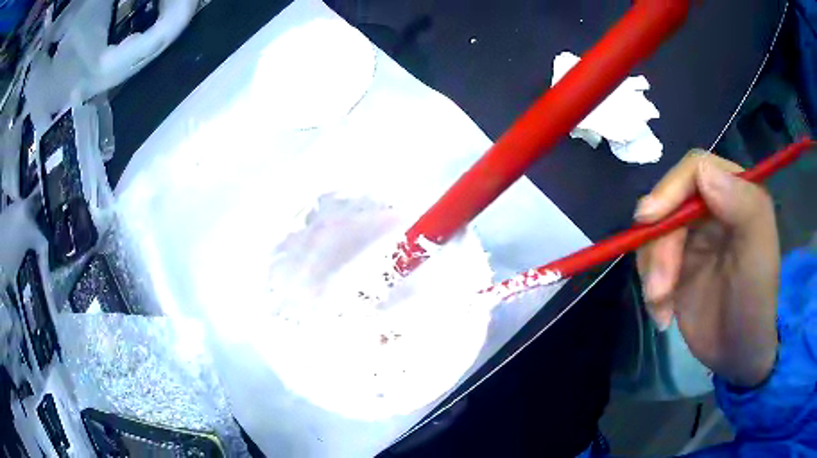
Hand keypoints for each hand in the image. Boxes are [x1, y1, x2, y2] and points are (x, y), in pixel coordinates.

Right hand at [635, 151, 778, 387]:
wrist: (737, 354)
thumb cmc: (755, 301)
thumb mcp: (759, 252)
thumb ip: (743, 204)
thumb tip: (702, 171)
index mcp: (733, 194)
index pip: (695, 170)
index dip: (670, 188)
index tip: (649, 218)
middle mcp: (710, 209)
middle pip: (668, 204)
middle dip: (659, 245)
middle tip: (658, 288)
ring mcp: (691, 238)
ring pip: (653, 234)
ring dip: (652, 271)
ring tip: (661, 305)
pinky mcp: (675, 265)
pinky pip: (649, 262)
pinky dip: (650, 288)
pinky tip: (663, 313)